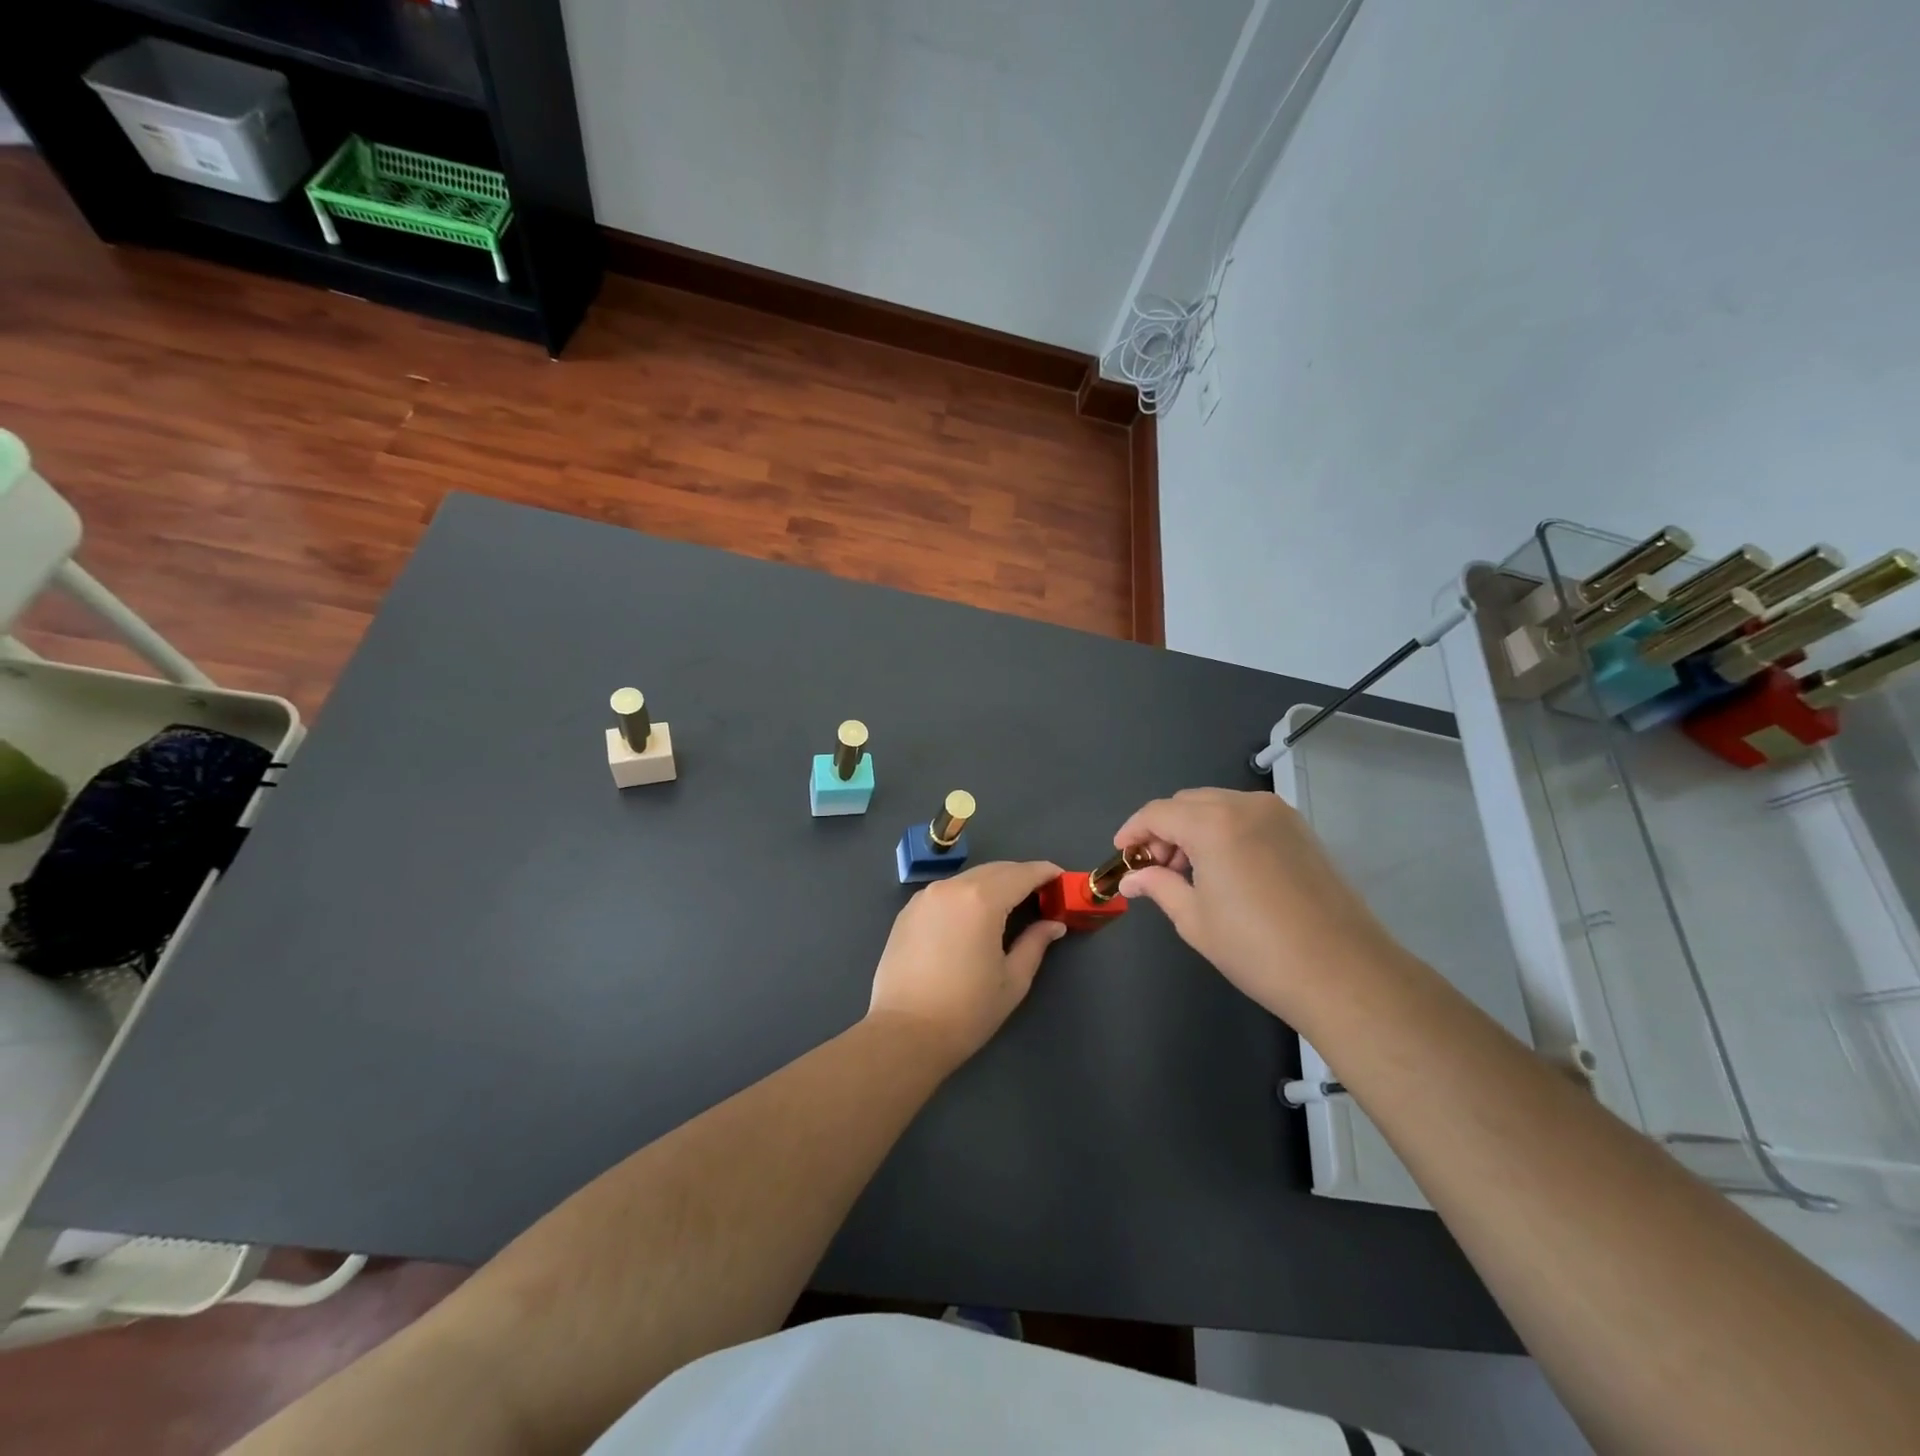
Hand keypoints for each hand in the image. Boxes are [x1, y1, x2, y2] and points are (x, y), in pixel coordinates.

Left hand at [866, 860, 1066, 1066]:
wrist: (904, 1033)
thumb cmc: (966, 1010)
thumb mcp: (1012, 980)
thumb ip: (1035, 944)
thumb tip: (1053, 924)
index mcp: (981, 900)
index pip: (1021, 874)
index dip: (1044, 872)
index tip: (1061, 877)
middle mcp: (951, 888)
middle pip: (994, 870)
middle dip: (1020, 876)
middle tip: (1041, 893)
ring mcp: (925, 897)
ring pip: (968, 878)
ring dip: (992, 884)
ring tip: (1009, 904)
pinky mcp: (907, 911)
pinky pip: (945, 892)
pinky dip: (966, 895)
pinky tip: (973, 916)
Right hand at [1114, 788, 1409, 1023]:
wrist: (1343, 972)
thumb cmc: (1257, 949)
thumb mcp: (1195, 920)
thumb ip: (1159, 887)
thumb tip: (1132, 879)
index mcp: (1213, 823)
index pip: (1158, 812)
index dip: (1133, 830)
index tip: (1122, 854)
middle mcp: (1246, 805)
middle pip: (1188, 803)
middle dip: (1164, 829)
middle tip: (1155, 869)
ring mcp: (1279, 815)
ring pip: (1219, 806)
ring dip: (1194, 828)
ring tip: (1188, 872)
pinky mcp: (1301, 830)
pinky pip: (1247, 816)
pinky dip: (1224, 831)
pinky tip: (1224, 869)